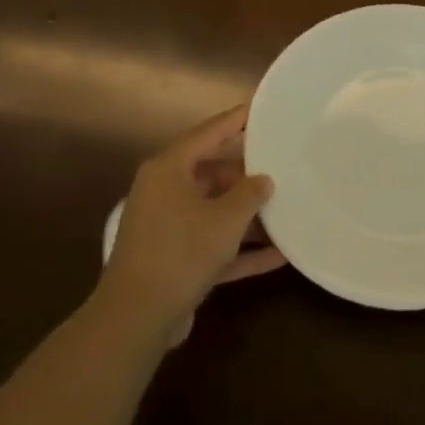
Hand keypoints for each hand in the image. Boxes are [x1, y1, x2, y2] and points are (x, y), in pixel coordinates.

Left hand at [99, 104, 284, 338]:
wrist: (137, 316)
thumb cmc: (182, 250)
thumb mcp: (226, 218)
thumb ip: (250, 194)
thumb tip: (263, 180)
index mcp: (168, 170)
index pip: (206, 134)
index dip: (234, 121)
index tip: (258, 109)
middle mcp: (164, 192)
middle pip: (212, 174)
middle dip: (247, 177)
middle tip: (282, 169)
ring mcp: (167, 227)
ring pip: (214, 211)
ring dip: (247, 217)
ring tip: (286, 212)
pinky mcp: (173, 259)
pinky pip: (212, 244)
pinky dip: (240, 249)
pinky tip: (278, 256)